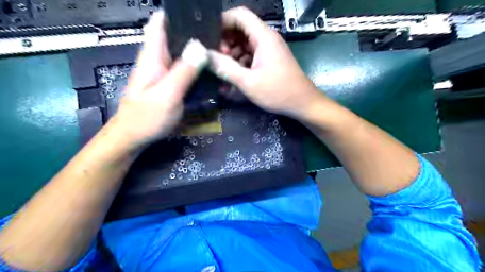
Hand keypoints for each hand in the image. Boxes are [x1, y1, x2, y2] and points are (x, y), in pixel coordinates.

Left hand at [109, 10, 207, 148]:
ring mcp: (164, 74)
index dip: (177, 15)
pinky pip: (185, 71)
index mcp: (152, 56)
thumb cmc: (147, 117)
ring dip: (199, 53)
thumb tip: (199, 46)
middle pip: (175, 38)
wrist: (134, 137)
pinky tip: (210, 72)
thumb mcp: (167, 94)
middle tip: (220, 39)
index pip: (160, 24)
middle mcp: (158, 61)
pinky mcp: (169, 85)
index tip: (201, 16)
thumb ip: (183, 71)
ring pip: (182, 55)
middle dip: (196, 35)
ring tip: (220, 53)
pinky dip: (197, 69)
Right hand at [207, 7, 321, 118]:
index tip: (209, 38)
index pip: (240, 15)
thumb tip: (205, 56)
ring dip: (232, 56)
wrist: (303, 103)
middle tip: (216, 60)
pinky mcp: (270, 61)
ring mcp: (269, 50)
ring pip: (245, 44)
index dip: (222, 22)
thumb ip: (226, 68)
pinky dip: (241, 64)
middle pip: (241, 30)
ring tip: (223, 72)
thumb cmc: (278, 92)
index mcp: (263, 37)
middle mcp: (267, 39)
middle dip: (225, 43)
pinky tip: (234, 78)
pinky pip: (251, 56)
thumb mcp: (248, 82)